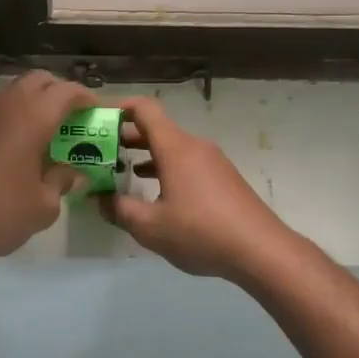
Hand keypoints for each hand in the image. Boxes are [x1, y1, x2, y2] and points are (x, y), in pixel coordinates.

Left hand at [0, 71, 95, 271]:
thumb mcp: (41, 207)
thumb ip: (62, 182)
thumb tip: (74, 173)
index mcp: (31, 116)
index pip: (67, 90)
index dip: (86, 97)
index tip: (97, 111)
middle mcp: (3, 105)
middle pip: (38, 80)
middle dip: (59, 93)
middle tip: (72, 119)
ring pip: (12, 93)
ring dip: (32, 105)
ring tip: (43, 135)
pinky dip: (8, 119)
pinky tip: (10, 149)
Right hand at [101, 96, 299, 283]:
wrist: (261, 250)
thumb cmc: (201, 232)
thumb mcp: (150, 227)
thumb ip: (119, 209)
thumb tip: (97, 199)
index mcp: (175, 147)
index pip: (144, 109)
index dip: (118, 107)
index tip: (96, 118)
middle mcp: (194, 146)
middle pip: (156, 128)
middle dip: (125, 135)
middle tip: (99, 150)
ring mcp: (212, 161)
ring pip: (171, 147)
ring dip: (145, 153)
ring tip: (121, 169)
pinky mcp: (223, 178)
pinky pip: (186, 162)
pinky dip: (165, 167)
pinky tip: (156, 191)